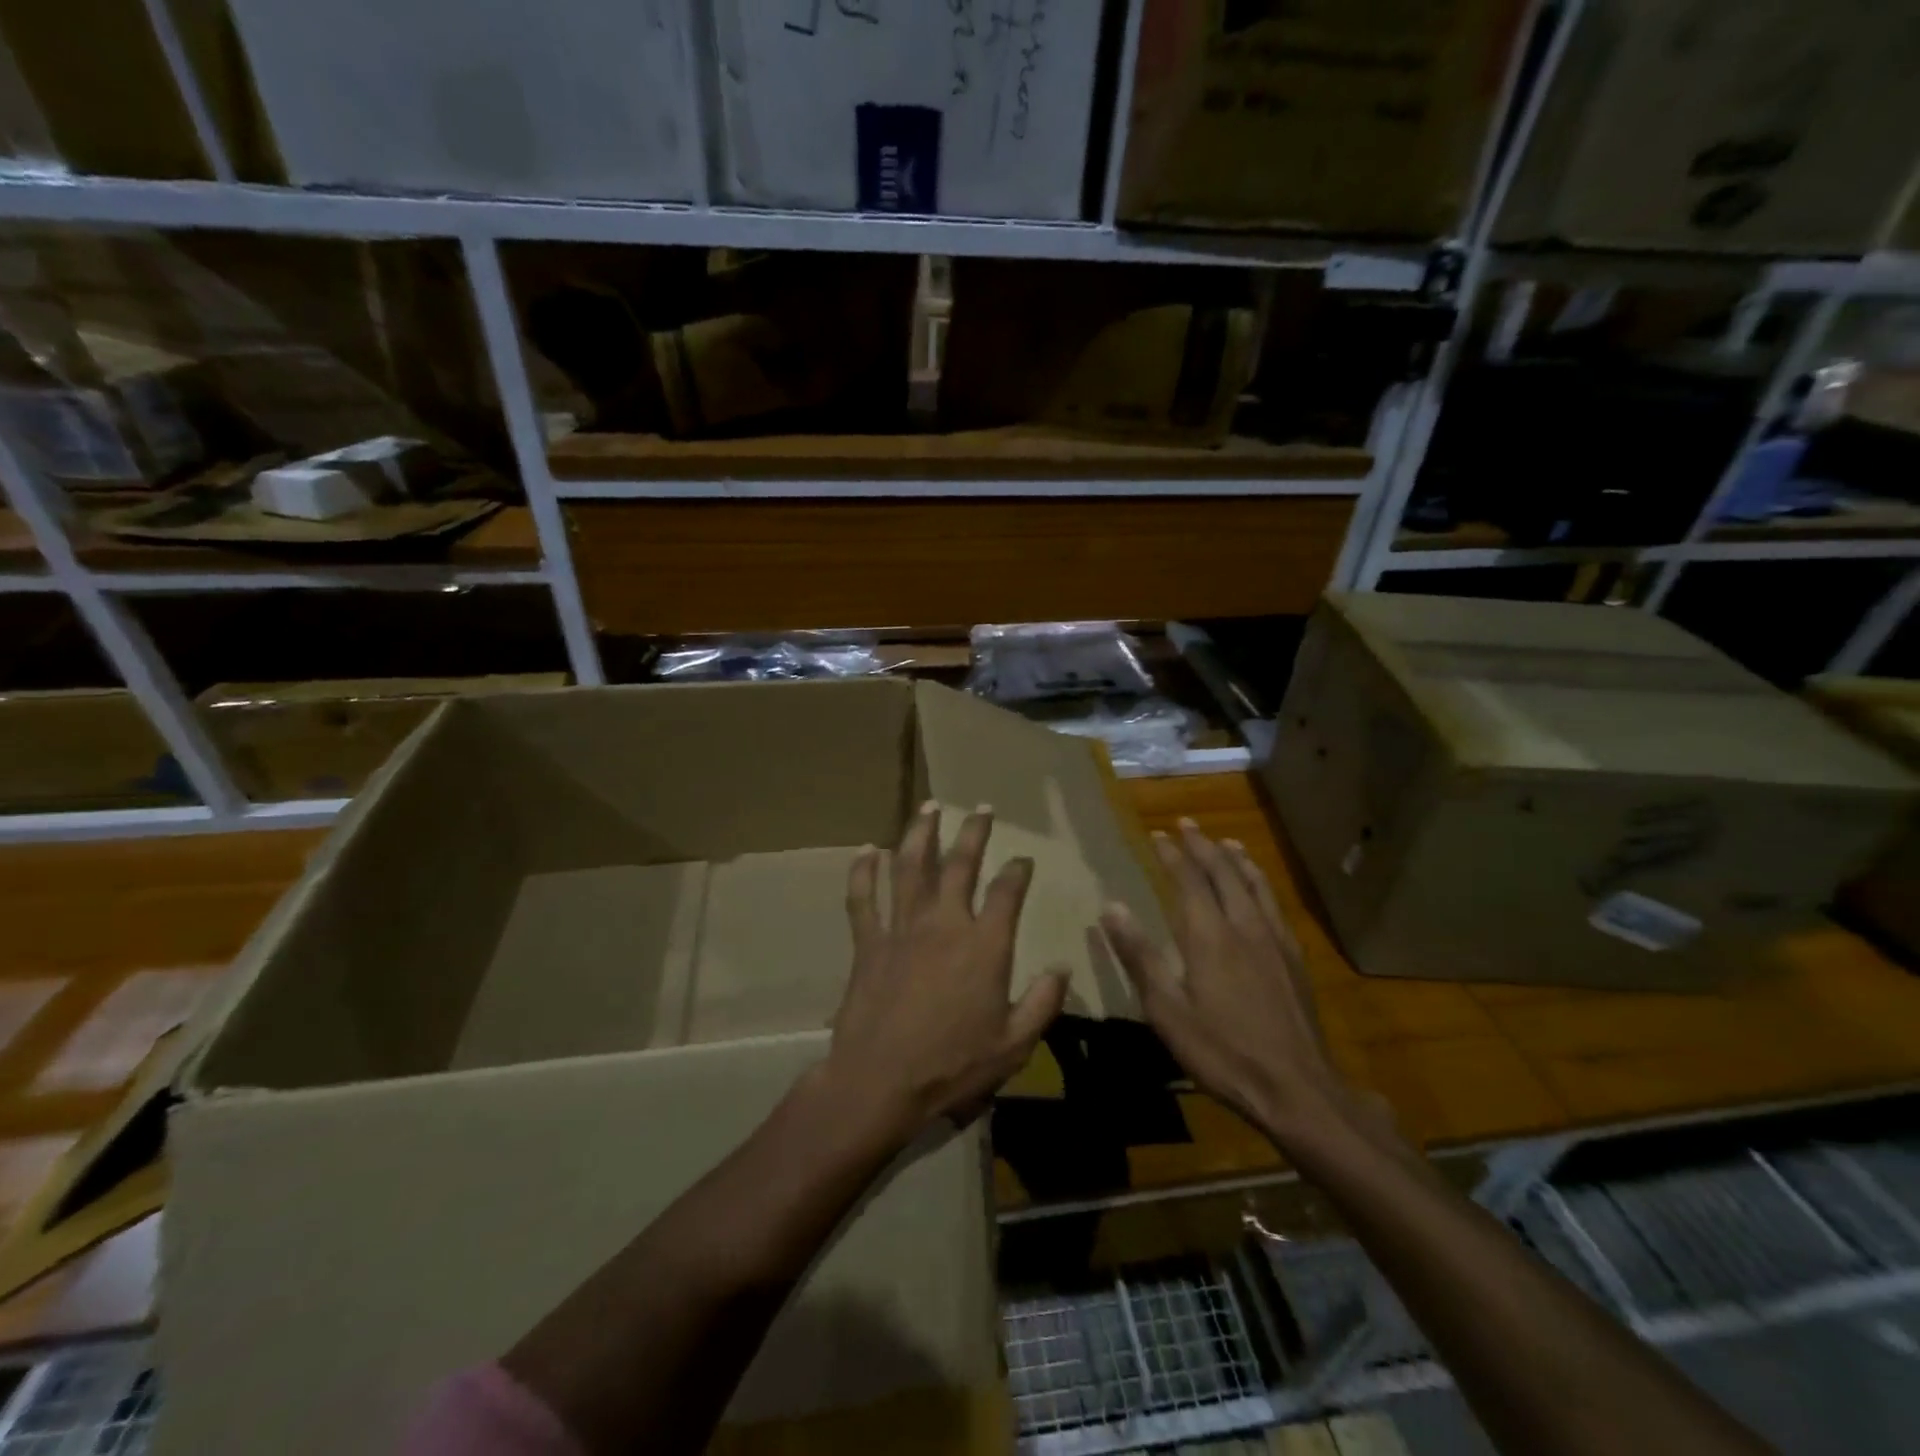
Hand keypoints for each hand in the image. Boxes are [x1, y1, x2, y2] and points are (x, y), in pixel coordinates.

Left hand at [823, 801, 1069, 1144]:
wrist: (880, 1082)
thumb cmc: (952, 1067)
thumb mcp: (1013, 1045)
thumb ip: (1043, 1003)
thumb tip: (1063, 968)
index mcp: (984, 945)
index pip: (1007, 892)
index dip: (1018, 870)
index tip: (1023, 859)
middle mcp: (944, 923)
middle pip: (960, 864)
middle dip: (974, 832)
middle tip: (982, 808)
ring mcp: (902, 928)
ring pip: (910, 867)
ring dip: (921, 833)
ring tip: (930, 806)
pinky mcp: (868, 942)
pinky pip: (862, 897)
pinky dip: (863, 871)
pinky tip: (867, 849)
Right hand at [1100, 818, 1362, 1150]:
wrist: (1296, 1088)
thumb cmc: (1222, 1051)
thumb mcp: (1167, 1010)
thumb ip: (1139, 956)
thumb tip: (1111, 907)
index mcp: (1208, 935)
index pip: (1188, 880)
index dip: (1172, 855)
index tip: (1158, 835)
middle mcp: (1243, 926)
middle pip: (1222, 873)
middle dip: (1202, 846)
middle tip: (1187, 824)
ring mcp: (1274, 940)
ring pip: (1253, 884)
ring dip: (1236, 859)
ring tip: (1225, 841)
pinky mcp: (1294, 958)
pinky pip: (1275, 905)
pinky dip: (1262, 883)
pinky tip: (1261, 889)